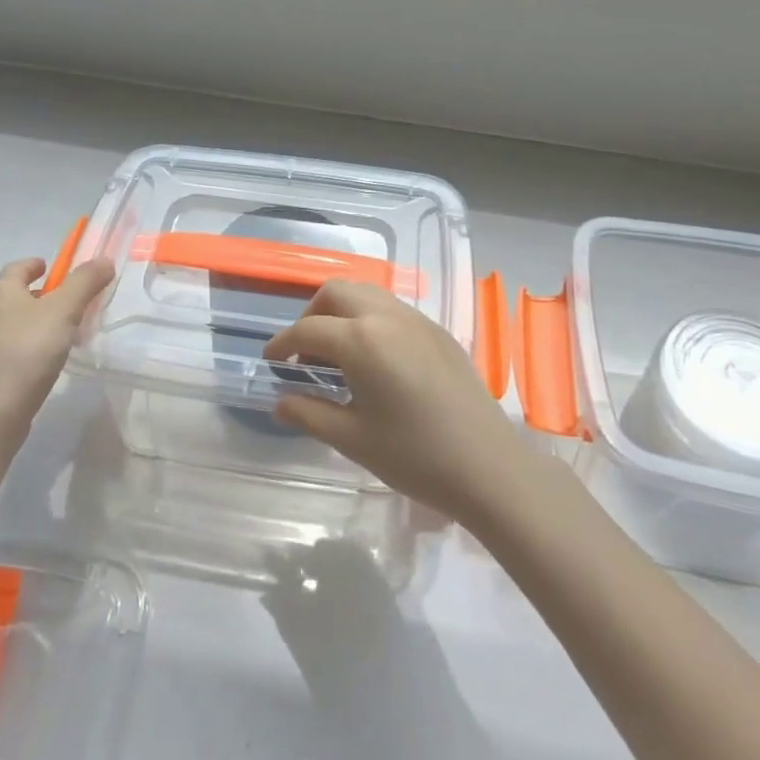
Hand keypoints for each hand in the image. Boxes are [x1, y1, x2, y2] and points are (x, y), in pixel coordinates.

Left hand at [0, 255, 113, 445]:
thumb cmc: (27, 351)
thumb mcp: (64, 311)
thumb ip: (85, 283)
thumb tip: (104, 260)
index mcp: (0, 292)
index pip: (17, 267)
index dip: (35, 264)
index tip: (53, 267)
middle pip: (12, 295)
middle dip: (38, 294)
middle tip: (67, 302)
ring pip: (10, 323)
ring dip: (33, 322)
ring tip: (61, 333)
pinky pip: (7, 348)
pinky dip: (26, 346)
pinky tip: (44, 361)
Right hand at [264, 280, 538, 525]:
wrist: (489, 467)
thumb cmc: (415, 456)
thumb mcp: (353, 439)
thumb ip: (310, 414)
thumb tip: (280, 402)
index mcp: (361, 339)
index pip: (307, 330)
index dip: (282, 345)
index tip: (271, 363)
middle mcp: (387, 316)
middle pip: (336, 292)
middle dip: (311, 315)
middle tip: (304, 354)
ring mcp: (417, 320)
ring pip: (366, 294)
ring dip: (342, 313)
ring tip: (337, 356)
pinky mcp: (438, 332)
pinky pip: (392, 309)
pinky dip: (369, 320)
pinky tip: (374, 361)